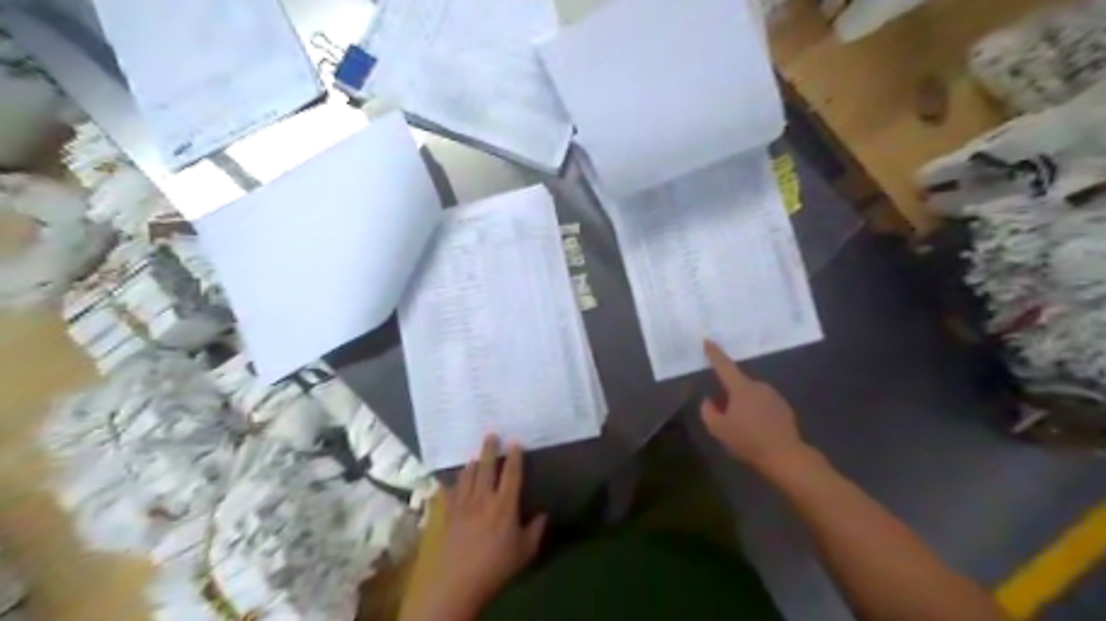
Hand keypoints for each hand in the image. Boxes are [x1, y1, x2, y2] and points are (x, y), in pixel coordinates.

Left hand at [408, 437, 545, 619]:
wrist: (457, 583)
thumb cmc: (495, 567)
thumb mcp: (524, 552)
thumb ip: (535, 531)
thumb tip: (544, 514)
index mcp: (504, 505)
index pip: (511, 474)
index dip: (515, 456)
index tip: (515, 442)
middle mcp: (483, 498)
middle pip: (487, 467)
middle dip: (489, 449)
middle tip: (491, 434)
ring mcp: (462, 505)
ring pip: (467, 476)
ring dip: (472, 463)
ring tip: (475, 456)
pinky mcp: (447, 515)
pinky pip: (450, 492)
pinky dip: (454, 482)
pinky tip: (453, 479)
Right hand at [698, 339, 809, 469]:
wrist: (785, 456)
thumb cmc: (748, 440)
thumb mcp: (718, 429)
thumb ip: (708, 411)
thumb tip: (710, 401)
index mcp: (741, 388)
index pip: (724, 365)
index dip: (714, 353)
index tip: (707, 340)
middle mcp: (758, 386)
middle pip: (737, 384)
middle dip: (729, 394)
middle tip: (723, 413)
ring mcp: (774, 396)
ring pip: (751, 395)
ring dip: (744, 405)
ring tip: (741, 426)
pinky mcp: (784, 408)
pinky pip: (764, 405)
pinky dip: (757, 413)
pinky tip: (757, 430)